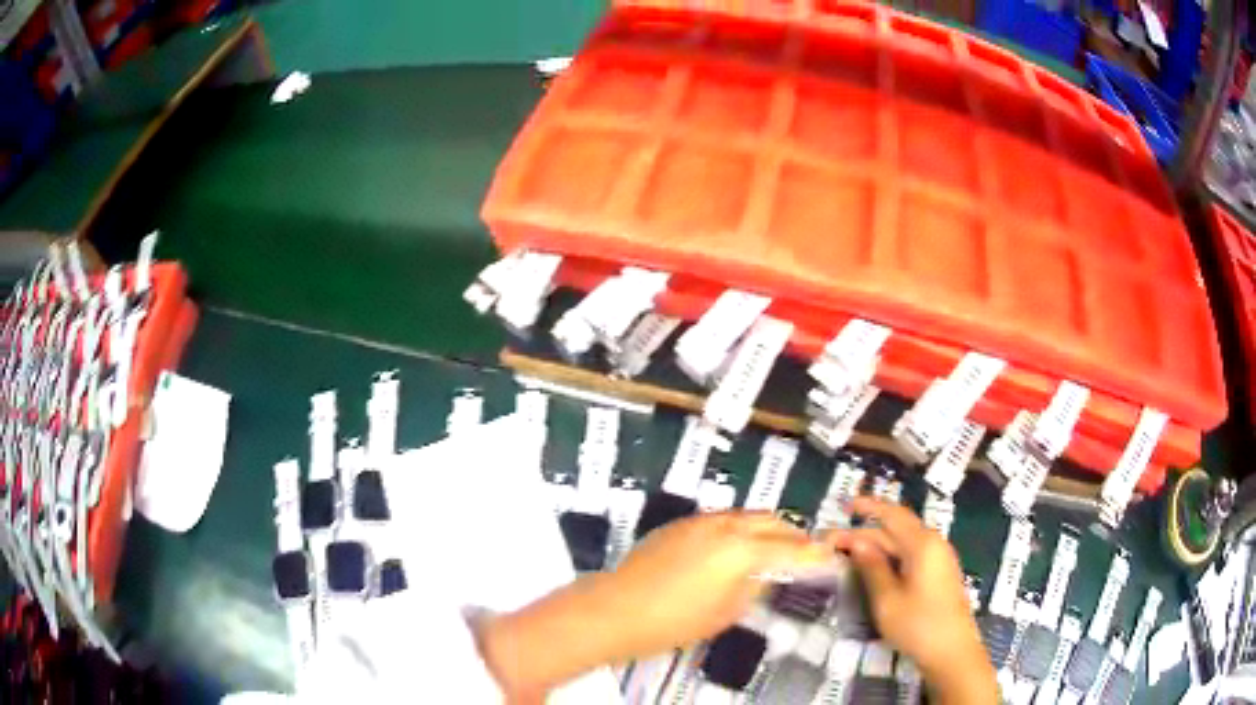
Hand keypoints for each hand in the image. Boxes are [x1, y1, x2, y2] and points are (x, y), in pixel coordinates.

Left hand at [475, 511, 834, 701]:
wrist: (615, 608)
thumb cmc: (673, 621)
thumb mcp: (725, 612)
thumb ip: (752, 588)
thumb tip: (764, 576)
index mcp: (742, 550)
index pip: (790, 550)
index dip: (814, 555)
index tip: (832, 556)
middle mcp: (725, 526)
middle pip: (771, 523)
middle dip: (793, 535)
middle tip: (808, 550)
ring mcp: (700, 522)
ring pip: (747, 516)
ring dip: (767, 528)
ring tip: (778, 546)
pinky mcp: (680, 525)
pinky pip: (723, 520)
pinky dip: (741, 529)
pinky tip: (739, 546)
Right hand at [829, 498, 996, 704]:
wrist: (952, 652)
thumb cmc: (917, 625)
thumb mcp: (887, 600)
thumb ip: (873, 568)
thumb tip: (857, 542)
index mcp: (922, 544)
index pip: (893, 515)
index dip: (868, 506)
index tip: (844, 505)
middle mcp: (934, 544)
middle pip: (897, 529)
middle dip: (866, 533)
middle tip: (833, 544)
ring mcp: (939, 559)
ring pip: (904, 543)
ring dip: (877, 546)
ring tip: (849, 555)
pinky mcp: (939, 574)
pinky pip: (912, 555)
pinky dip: (890, 557)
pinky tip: (875, 568)